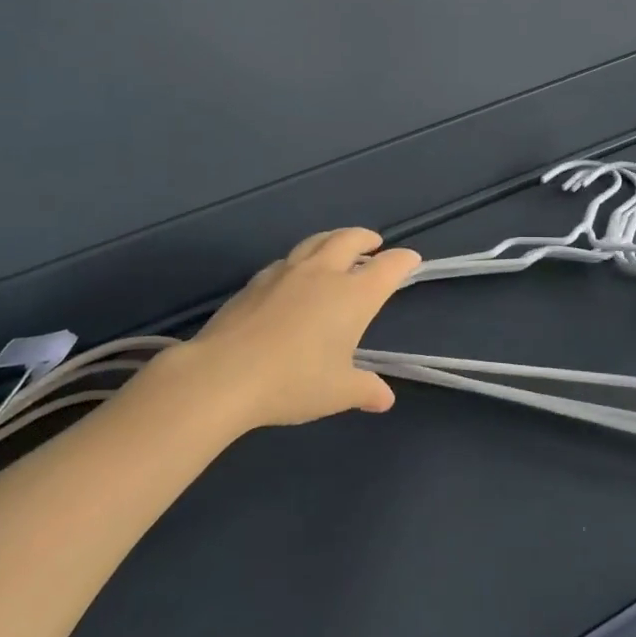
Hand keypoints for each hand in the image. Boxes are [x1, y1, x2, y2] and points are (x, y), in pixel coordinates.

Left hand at [172, 228, 421, 428]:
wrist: (224, 374)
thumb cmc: (293, 382)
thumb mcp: (337, 392)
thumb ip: (365, 389)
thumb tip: (384, 398)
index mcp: (353, 295)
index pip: (388, 267)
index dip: (403, 261)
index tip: (411, 260)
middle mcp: (323, 273)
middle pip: (349, 239)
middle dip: (365, 238)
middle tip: (373, 244)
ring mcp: (286, 272)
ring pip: (315, 242)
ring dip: (332, 240)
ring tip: (336, 248)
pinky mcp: (256, 281)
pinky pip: (286, 260)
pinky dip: (300, 260)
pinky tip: (294, 276)